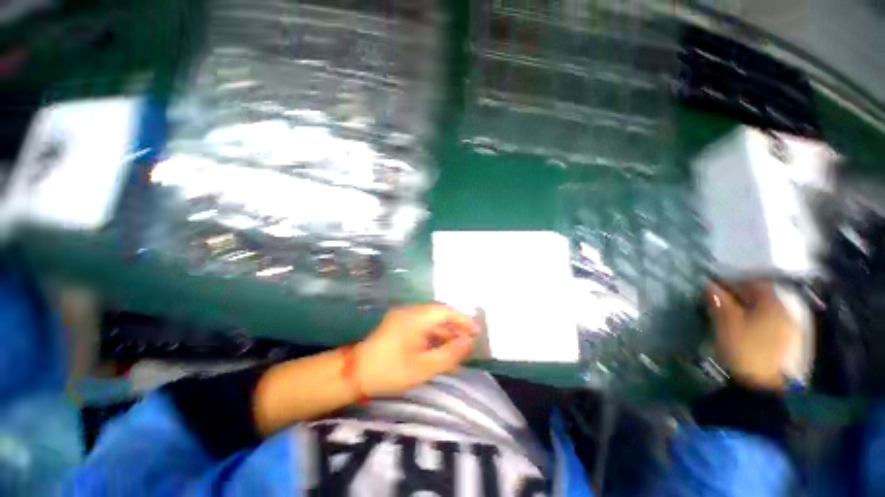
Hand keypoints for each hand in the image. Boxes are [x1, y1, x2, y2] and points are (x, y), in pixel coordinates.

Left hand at [356, 304, 478, 396]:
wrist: (354, 373)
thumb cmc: (389, 370)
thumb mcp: (423, 367)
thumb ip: (448, 354)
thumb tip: (468, 343)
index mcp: (416, 317)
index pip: (446, 311)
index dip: (463, 319)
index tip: (477, 331)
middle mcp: (411, 311)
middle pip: (439, 314)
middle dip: (455, 326)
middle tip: (469, 342)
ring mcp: (403, 317)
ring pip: (431, 320)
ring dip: (445, 331)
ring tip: (458, 347)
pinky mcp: (399, 324)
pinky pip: (422, 325)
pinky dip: (433, 335)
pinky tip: (440, 347)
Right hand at [707, 281, 799, 390]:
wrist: (763, 386)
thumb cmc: (744, 348)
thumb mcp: (726, 323)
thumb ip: (719, 301)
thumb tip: (710, 285)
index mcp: (772, 303)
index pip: (756, 282)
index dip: (736, 280)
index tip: (718, 285)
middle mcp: (786, 311)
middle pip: (764, 295)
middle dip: (744, 294)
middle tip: (724, 299)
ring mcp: (791, 328)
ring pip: (769, 309)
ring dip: (752, 307)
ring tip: (735, 314)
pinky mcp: (790, 343)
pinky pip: (773, 322)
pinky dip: (760, 319)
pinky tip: (749, 328)